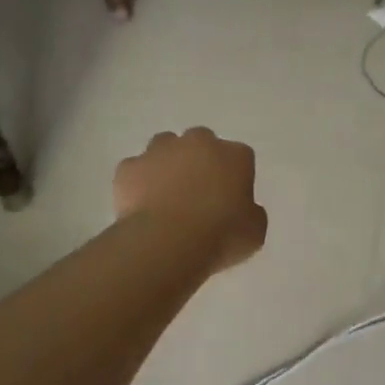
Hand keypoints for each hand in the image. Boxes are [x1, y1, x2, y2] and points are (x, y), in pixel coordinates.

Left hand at [114, 128, 267, 274]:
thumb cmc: (221, 235)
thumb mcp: (255, 230)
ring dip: (168, 164)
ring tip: (166, 196)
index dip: (235, 178)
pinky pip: (136, 170)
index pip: (240, 157)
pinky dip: (138, 183)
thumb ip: (251, 212)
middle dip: (200, 162)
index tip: (230, 200)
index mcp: (235, 155)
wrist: (167, 242)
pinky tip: (142, 206)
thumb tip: (242, 210)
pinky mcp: (129, 167)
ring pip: (165, 147)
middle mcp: (199, 142)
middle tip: (198, 194)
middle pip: (201, 143)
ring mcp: (160, 151)